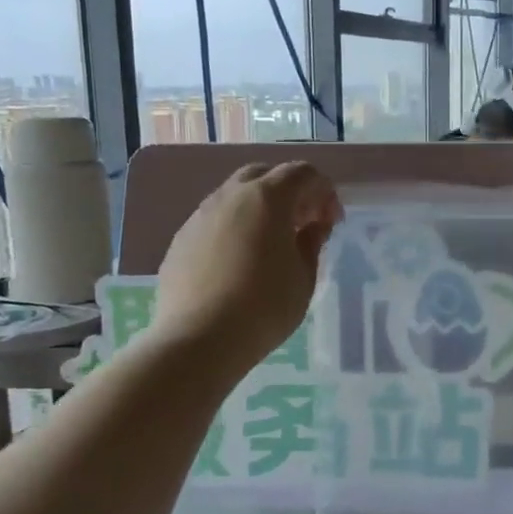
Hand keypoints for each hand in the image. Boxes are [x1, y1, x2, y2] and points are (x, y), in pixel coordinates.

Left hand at [153, 163, 341, 376]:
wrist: (198, 340)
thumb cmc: (264, 307)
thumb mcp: (303, 278)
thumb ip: (311, 243)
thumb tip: (313, 227)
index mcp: (267, 198)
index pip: (302, 173)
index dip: (324, 192)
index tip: (331, 222)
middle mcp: (230, 196)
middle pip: (264, 175)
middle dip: (289, 192)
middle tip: (302, 223)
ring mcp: (200, 215)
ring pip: (235, 196)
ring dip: (259, 208)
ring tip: (271, 244)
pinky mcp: (181, 239)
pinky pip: (215, 220)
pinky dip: (234, 228)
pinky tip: (239, 261)